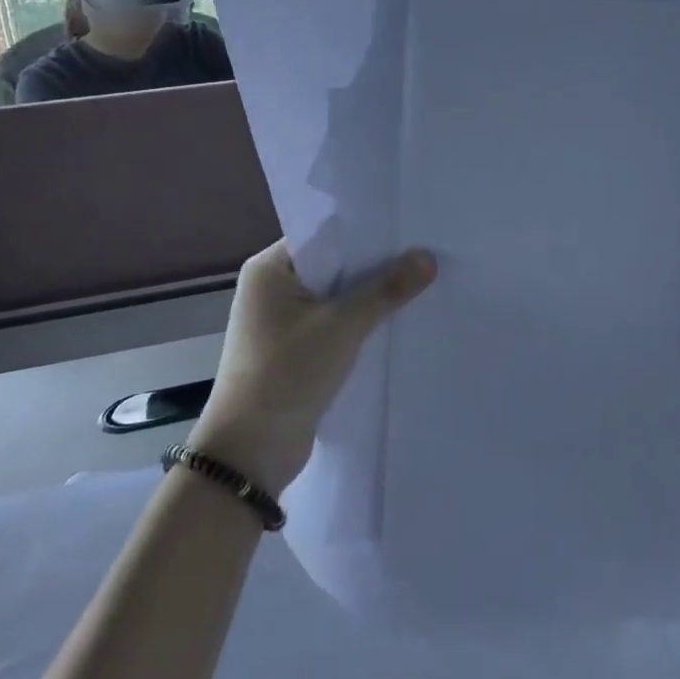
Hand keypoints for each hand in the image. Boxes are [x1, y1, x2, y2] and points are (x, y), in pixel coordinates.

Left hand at [190, 239, 436, 494]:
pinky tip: (399, 320)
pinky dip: (362, 323)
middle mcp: (273, 288)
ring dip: (371, 296)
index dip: (367, 231)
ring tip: (423, 281)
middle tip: (426, 251)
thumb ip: (386, 289)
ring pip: (337, 297)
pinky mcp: (296, 351)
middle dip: (376, 264)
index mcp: (269, 269)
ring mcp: (283, 322)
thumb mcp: (342, 326)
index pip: (325, 235)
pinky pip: (335, 324)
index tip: (410, 226)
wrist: (250, 453)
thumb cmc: (287, 373)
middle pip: (334, 265)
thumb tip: (429, 257)